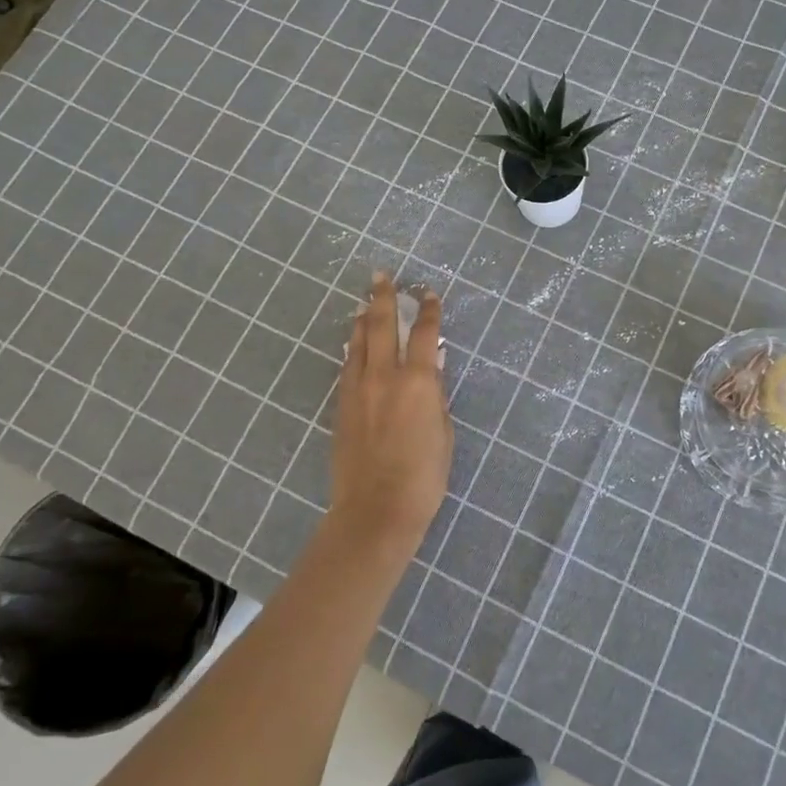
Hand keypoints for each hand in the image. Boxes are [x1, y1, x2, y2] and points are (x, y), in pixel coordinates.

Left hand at [329, 274, 452, 553]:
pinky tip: (355, 344)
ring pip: (358, 342)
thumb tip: (431, 370)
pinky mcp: (342, 406)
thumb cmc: (424, 475)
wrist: (376, 509)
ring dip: (364, 319)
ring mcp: (358, 389)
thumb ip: (435, 396)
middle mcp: (385, 376)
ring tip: (366, 303)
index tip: (429, 294)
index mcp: (418, 381)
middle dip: (384, 297)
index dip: (429, 310)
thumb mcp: (443, 431)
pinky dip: (354, 348)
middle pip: (382, 324)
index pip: (425, 334)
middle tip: (382, 276)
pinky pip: (348, 365)